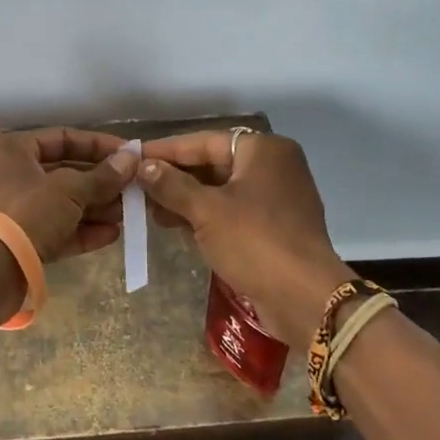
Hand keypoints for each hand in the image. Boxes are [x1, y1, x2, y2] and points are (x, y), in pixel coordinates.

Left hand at [0, 127, 138, 262]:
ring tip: (129, 214)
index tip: (130, 154)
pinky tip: (112, 235)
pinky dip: (83, 232)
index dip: (98, 145)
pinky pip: (57, 231)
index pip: (62, 138)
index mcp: (13, 151)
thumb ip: (102, 176)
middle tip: (134, 189)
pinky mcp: (21, 243)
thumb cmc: (24, 214)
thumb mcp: (69, 189)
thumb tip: (132, 158)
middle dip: (101, 182)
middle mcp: (11, 176)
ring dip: (96, 208)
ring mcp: (15, 212)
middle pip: (65, 172)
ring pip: (63, 204)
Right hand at [139, 130, 354, 346]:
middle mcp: (274, 166)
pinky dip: (208, 217)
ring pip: (223, 190)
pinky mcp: (277, 227)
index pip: (204, 141)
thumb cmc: (254, 242)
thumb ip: (171, 185)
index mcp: (263, 150)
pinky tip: (179, 228)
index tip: (133, 156)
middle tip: (138, 189)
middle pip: (214, 164)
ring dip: (188, 200)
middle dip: (175, 178)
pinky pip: (235, 212)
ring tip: (151, 212)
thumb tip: (143, 166)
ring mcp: (278, 198)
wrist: (305, 298)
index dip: (166, 151)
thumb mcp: (206, 211)